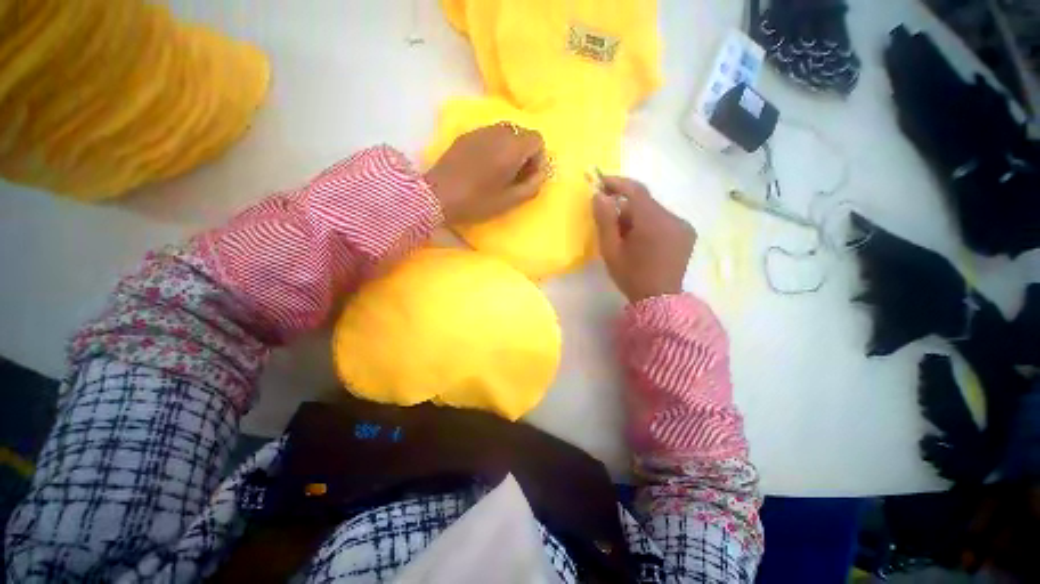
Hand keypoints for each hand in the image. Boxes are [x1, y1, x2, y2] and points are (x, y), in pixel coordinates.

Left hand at [425, 123, 548, 224]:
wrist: (437, 196)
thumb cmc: (476, 202)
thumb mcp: (510, 201)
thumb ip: (532, 186)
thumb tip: (541, 173)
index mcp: (511, 148)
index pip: (537, 140)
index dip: (538, 159)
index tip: (528, 177)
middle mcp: (498, 132)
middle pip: (522, 134)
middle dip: (525, 153)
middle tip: (516, 176)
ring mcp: (480, 131)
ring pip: (506, 133)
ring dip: (510, 150)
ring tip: (500, 172)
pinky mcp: (466, 135)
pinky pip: (489, 135)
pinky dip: (495, 147)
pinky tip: (484, 167)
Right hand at [592, 177, 696, 302]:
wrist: (659, 300)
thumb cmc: (631, 276)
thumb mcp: (611, 250)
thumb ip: (605, 220)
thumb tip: (599, 196)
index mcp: (653, 222)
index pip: (635, 191)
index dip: (617, 183)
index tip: (601, 181)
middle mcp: (673, 218)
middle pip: (644, 201)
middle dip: (624, 204)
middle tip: (607, 214)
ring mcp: (683, 225)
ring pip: (653, 210)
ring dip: (636, 214)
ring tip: (623, 232)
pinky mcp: (687, 233)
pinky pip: (663, 219)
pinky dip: (648, 222)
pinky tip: (640, 238)